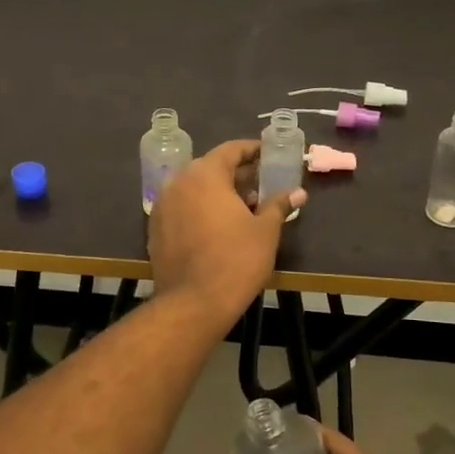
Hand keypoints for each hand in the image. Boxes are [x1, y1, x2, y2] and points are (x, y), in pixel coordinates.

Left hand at [148, 139, 305, 324]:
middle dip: (236, 174)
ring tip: (244, 207)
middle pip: (210, 168)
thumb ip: (278, 205)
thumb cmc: (235, 260)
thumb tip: (298, 192)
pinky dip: (200, 209)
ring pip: (194, 189)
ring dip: (217, 192)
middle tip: (261, 183)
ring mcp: (162, 206)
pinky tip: (219, 226)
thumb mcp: (265, 231)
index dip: (252, 150)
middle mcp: (178, 182)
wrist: (193, 303)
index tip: (268, 155)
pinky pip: (182, 208)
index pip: (230, 150)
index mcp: (204, 175)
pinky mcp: (155, 229)